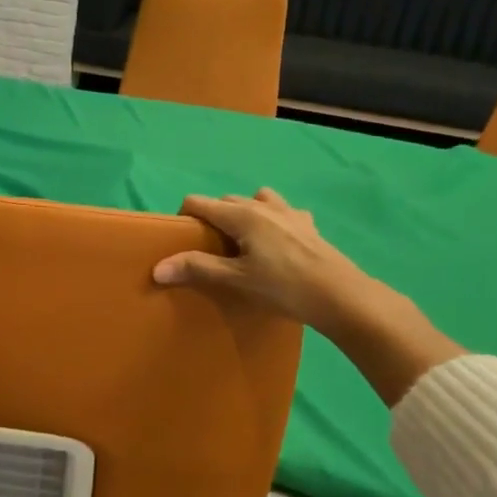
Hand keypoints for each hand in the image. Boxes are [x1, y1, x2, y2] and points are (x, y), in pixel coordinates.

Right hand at [152, 187, 463, 404]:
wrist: (340, 296)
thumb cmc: (283, 287)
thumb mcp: (236, 280)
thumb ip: (197, 269)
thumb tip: (157, 268)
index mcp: (242, 215)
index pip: (200, 202)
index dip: (184, 217)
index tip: (181, 241)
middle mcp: (264, 205)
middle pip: (226, 201)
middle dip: (212, 217)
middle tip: (208, 249)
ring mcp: (290, 213)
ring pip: (256, 201)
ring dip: (243, 213)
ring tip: (242, 242)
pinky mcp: (309, 225)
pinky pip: (283, 212)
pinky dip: (272, 219)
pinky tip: (276, 242)